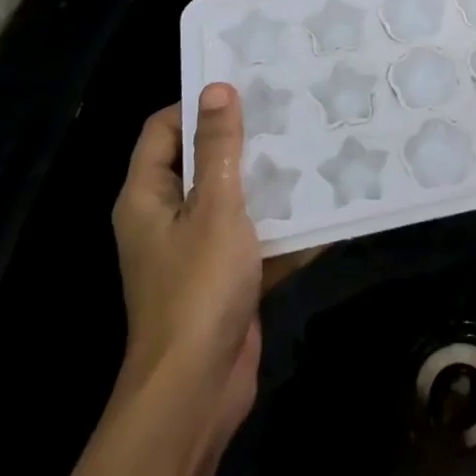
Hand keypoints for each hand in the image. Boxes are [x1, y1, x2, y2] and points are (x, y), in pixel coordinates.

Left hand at [111, 85, 303, 445]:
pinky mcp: (227, 276)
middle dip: (246, 138)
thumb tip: (216, 88)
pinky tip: (327, 204)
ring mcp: (198, 249)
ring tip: (316, 144)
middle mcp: (167, 218)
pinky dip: (284, 225)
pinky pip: (256, 236)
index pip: (163, 130)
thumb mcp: (214, 207)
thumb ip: (218, 147)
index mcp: (148, 197)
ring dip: (271, 180)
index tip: (247, 86)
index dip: (198, 105)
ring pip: (235, 198)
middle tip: (292, 108)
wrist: (197, 390)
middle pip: (203, 161)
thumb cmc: (198, 288)